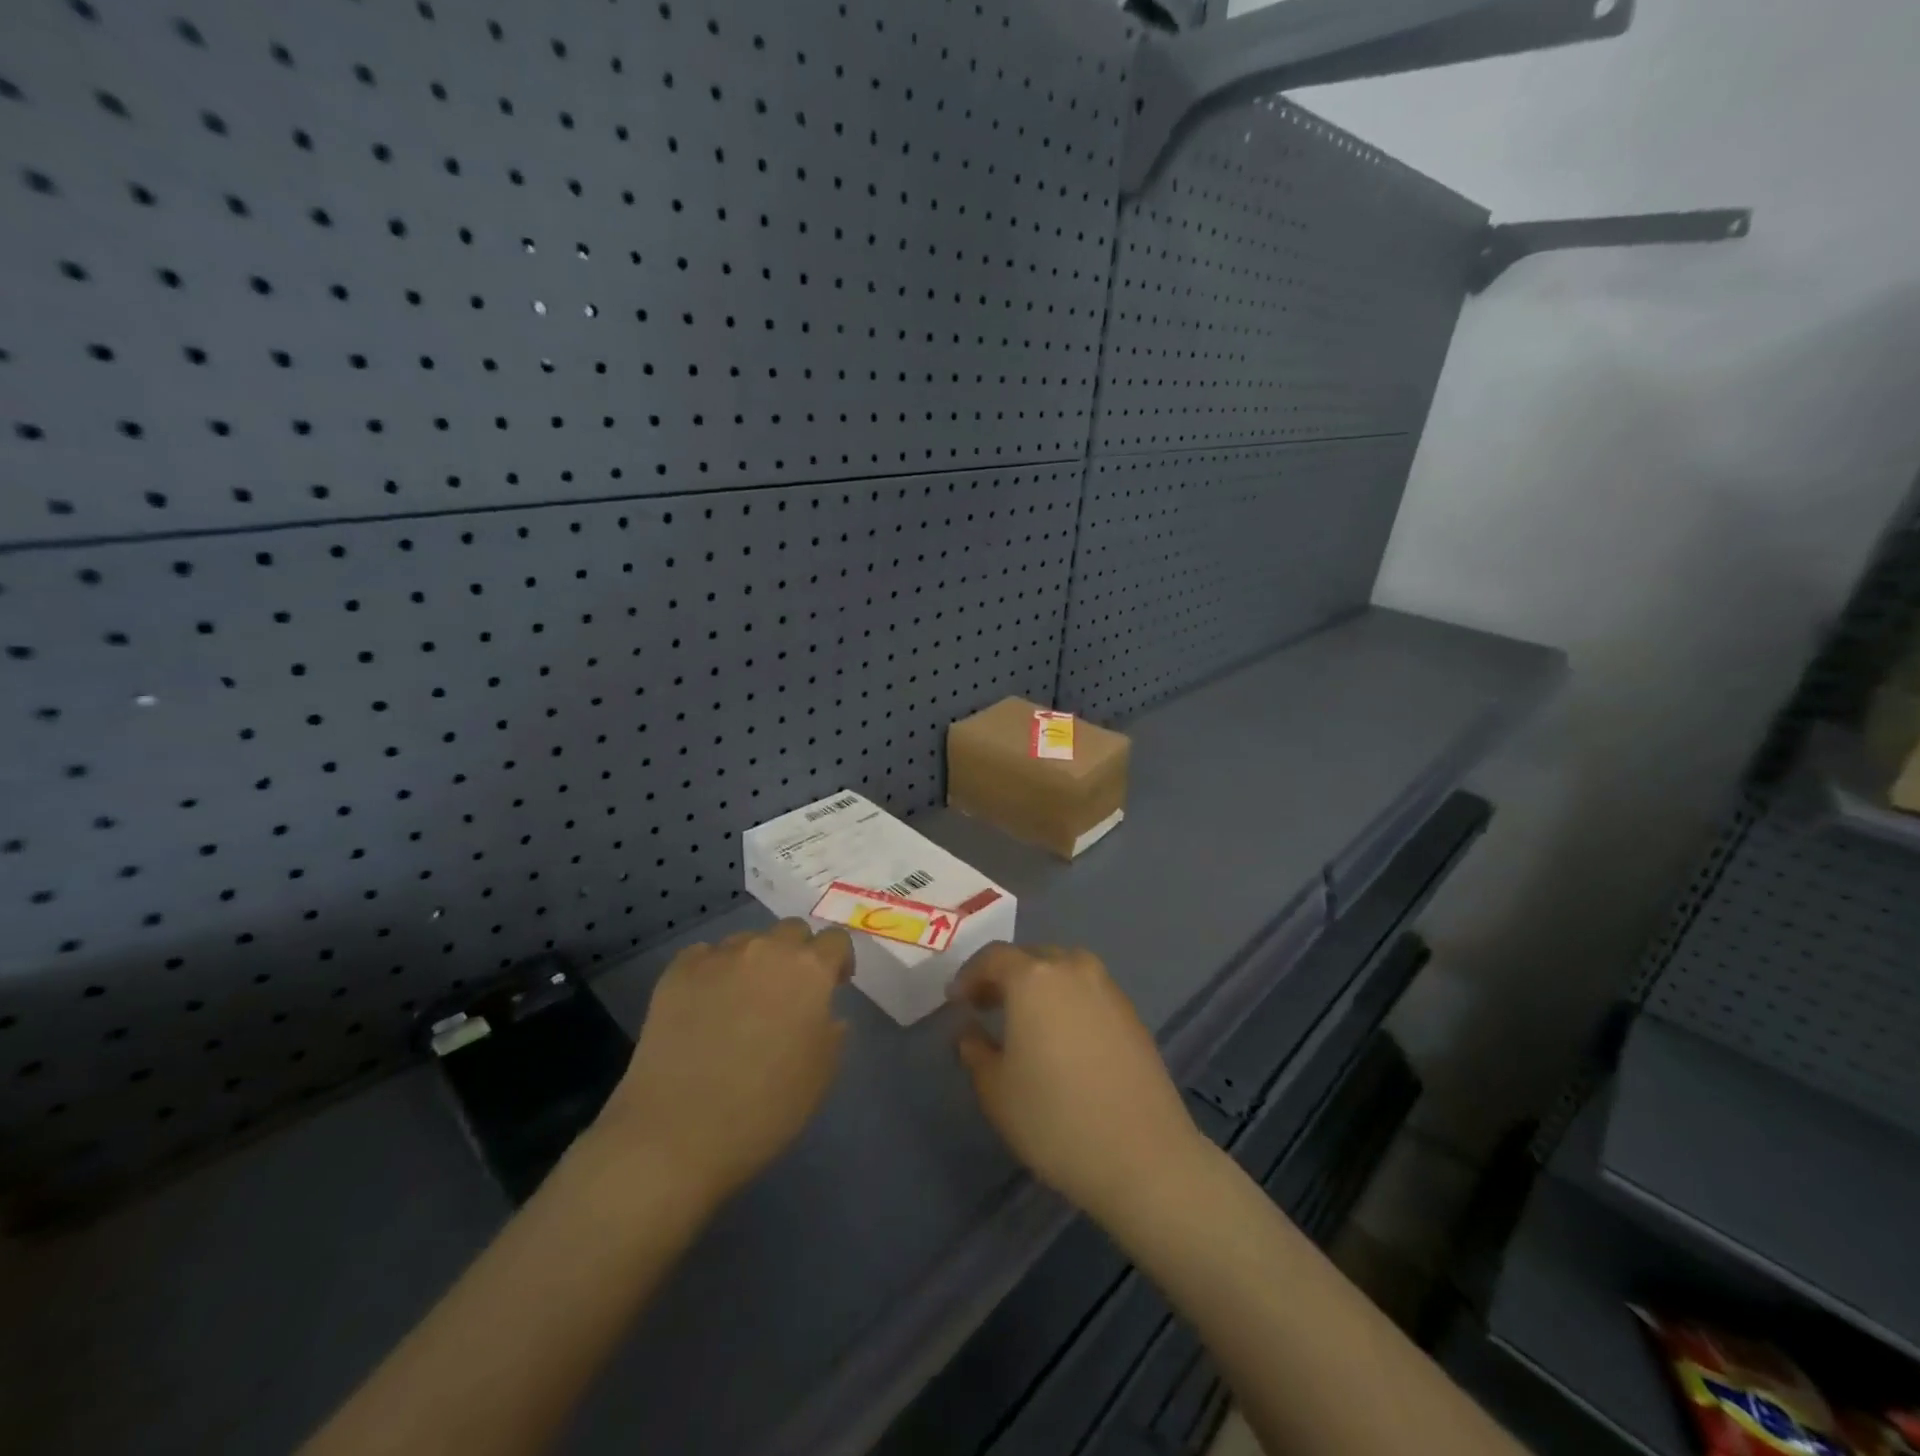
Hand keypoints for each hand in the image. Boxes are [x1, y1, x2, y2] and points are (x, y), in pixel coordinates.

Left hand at [595, 918, 853, 1209]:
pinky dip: (713, 973)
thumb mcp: (822, 1074)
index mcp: (809, 970)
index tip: (834, 985)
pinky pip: (704, 957)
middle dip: (797, 954)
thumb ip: (831, 1031)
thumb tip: (823, 1013)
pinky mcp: (677, 972)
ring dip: (754, 963)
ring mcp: (718, 957)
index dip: (838, 960)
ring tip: (742, 1003)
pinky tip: (705, 1007)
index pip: (835, 940)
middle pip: (791, 931)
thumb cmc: (765, 1107)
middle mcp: (766, 950)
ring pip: (747, 942)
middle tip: (789, 994)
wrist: (678, 1132)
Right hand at [952, 943, 1209, 1222]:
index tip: (956, 1001)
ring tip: (1025, 1022)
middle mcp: (1073, 968)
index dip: (970, 976)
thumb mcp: (996, 1090)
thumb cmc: (1054, 1119)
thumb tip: (970, 1031)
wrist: (1143, 1156)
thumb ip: (975, 1050)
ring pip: (1063, 971)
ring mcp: (1108, 988)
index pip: (993, 958)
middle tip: (986, 1006)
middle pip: (1031, 958)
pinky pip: (1088, 992)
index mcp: (1034, 977)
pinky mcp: (1132, 1013)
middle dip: (1005, 977)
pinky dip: (1067, 1002)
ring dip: (1039, 987)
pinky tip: (1062, 1038)